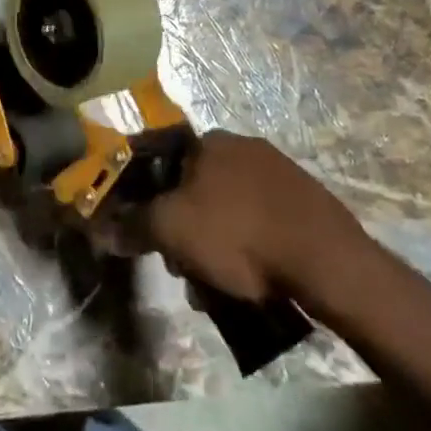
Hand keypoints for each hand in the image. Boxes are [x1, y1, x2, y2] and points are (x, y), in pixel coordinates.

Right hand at [148, 132, 377, 315]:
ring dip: (217, 246)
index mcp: (208, 141)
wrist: (327, 261)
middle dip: (186, 231)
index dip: (149, 198)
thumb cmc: (238, 235)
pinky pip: (262, 222)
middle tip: (186, 270)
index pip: (162, 160)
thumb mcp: (171, 231)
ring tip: (220, 289)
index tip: (152, 235)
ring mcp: (279, 171)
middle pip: (195, 189)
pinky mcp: (307, 201)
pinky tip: (254, 283)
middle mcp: (242, 145)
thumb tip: (102, 230)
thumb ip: (133, 226)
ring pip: (229, 210)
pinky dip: (251, 249)